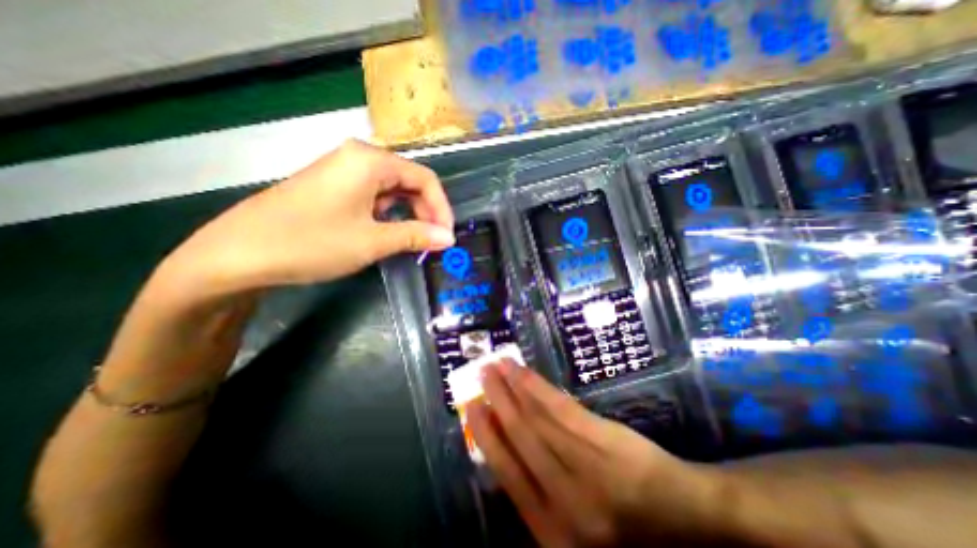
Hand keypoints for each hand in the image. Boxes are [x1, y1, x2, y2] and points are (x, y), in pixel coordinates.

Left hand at [156, 138, 452, 299]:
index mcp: (371, 161)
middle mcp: (359, 157)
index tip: (446, 236)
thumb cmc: (312, 242)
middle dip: (426, 212)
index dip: (441, 208)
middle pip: (409, 181)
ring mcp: (343, 170)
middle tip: (432, 242)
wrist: (239, 253)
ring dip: (408, 214)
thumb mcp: (373, 241)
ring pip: (392, 189)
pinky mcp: (333, 186)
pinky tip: (387, 232)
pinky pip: (373, 196)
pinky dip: (388, 214)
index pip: (425, 178)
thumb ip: (416, 236)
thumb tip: (449, 238)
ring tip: (412, 241)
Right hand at [468, 361, 719, 545]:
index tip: (472, 407)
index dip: (486, 436)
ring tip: (497, 365)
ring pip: (536, 418)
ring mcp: (584, 464)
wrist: (688, 520)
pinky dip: (537, 388)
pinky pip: (560, 409)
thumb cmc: (626, 529)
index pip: (507, 473)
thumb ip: (539, 495)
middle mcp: (563, 497)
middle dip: (496, 402)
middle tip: (481, 374)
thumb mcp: (574, 529)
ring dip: (512, 388)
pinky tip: (523, 372)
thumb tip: (507, 449)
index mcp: (552, 529)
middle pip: (520, 438)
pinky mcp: (602, 439)